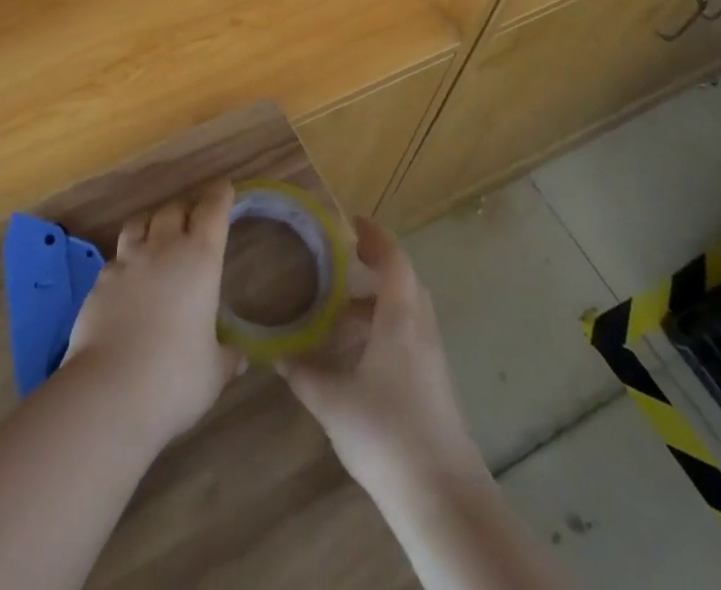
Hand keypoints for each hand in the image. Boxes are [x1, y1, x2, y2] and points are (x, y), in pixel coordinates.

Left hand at [63, 179, 243, 447]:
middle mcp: (163, 249)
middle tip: (193, 216)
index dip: (219, 196)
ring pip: (140, 222)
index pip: (212, 212)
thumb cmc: (175, 378)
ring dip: (152, 221)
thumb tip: (239, 357)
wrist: (110, 390)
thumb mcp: (214, 371)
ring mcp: (127, 261)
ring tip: (157, 231)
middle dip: (186, 208)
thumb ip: (227, 357)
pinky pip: (117, 256)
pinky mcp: (100, 280)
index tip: (224, 186)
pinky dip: (127, 257)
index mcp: (199, 260)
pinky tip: (129, 275)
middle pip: (174, 209)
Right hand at [279, 216, 485, 499]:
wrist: (443, 499)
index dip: (373, 235)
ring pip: (407, 310)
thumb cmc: (387, 435)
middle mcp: (420, 329)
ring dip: (378, 299)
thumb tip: (277, 354)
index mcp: (400, 318)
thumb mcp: (332, 402)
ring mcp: (432, 358)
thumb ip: (303, 373)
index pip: (393, 258)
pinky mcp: (435, 385)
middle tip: (340, 258)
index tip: (348, 221)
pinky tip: (358, 352)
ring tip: (339, 306)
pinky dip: (384, 327)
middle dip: (375, 264)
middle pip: (404, 280)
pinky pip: (409, 336)